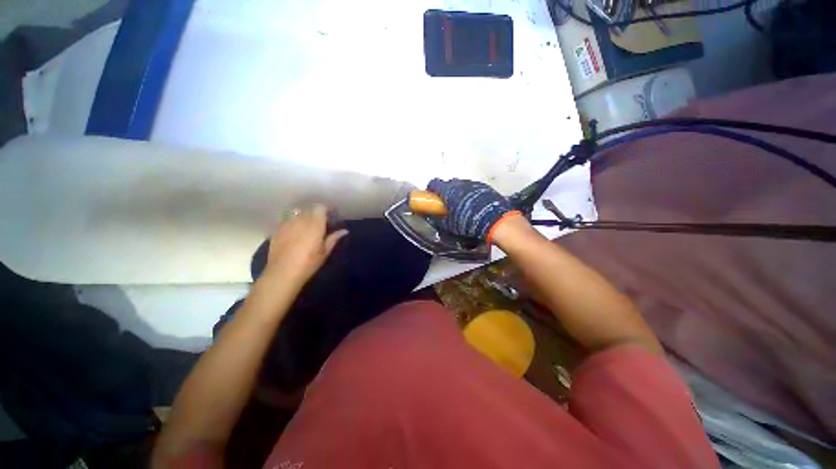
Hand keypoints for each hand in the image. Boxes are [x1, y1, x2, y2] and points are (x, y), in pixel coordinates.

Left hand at [263, 204, 347, 284]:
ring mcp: (287, 224)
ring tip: (307, 228)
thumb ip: (334, 238)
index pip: (320, 207)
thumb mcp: (325, 252)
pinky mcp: (277, 230)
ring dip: (304, 217)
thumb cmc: (308, 263)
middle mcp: (300, 220)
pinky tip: (295, 234)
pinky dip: (293, 223)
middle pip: (309, 209)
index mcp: (314, 224)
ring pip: (297, 214)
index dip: (326, 210)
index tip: (331, 217)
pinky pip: (287, 221)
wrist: (282, 273)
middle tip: (321, 224)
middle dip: (316, 214)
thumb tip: (344, 231)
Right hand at [427, 178, 520, 242]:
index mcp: (449, 190)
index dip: (431, 189)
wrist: (497, 222)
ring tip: (462, 206)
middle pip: (449, 183)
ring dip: (459, 193)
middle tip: (447, 203)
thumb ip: (440, 219)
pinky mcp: (486, 187)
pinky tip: (474, 205)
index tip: (431, 196)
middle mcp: (461, 183)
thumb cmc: (469, 223)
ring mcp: (474, 184)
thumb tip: (434, 217)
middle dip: (446, 191)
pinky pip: (474, 188)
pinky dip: (470, 194)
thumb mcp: (450, 225)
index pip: (435, 183)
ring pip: (462, 185)